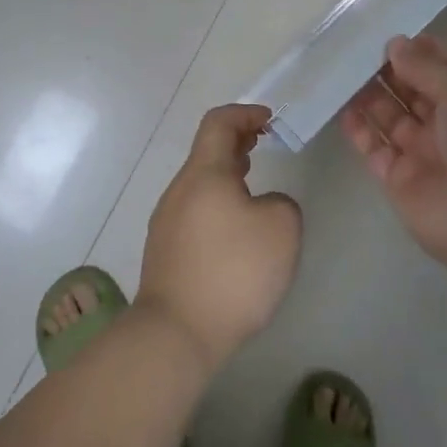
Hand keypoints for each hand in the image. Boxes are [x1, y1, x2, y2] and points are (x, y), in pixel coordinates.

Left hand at [136, 103, 302, 372]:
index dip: (246, 113)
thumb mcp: (282, 228)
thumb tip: (263, 205)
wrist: (177, 332)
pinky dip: (217, 202)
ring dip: (226, 173)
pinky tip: (236, 229)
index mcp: (204, 174)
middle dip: (237, 142)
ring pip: (200, 183)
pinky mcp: (165, 251)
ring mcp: (167, 221)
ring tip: (253, 182)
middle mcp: (179, 190)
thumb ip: (281, 202)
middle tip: (264, 143)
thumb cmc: (233, 271)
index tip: (270, 121)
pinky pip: (194, 211)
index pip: (218, 123)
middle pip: (206, 151)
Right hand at [341, 34, 446, 276]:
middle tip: (357, 50)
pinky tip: (342, 108)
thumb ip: (429, 68)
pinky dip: (359, 131)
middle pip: (414, 93)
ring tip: (342, 72)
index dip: (420, 53)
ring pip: (391, 119)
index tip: (390, 36)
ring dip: (370, 97)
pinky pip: (375, 151)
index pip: (446, 71)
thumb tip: (396, 44)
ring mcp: (424, 155)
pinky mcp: (399, 182)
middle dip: (390, 72)